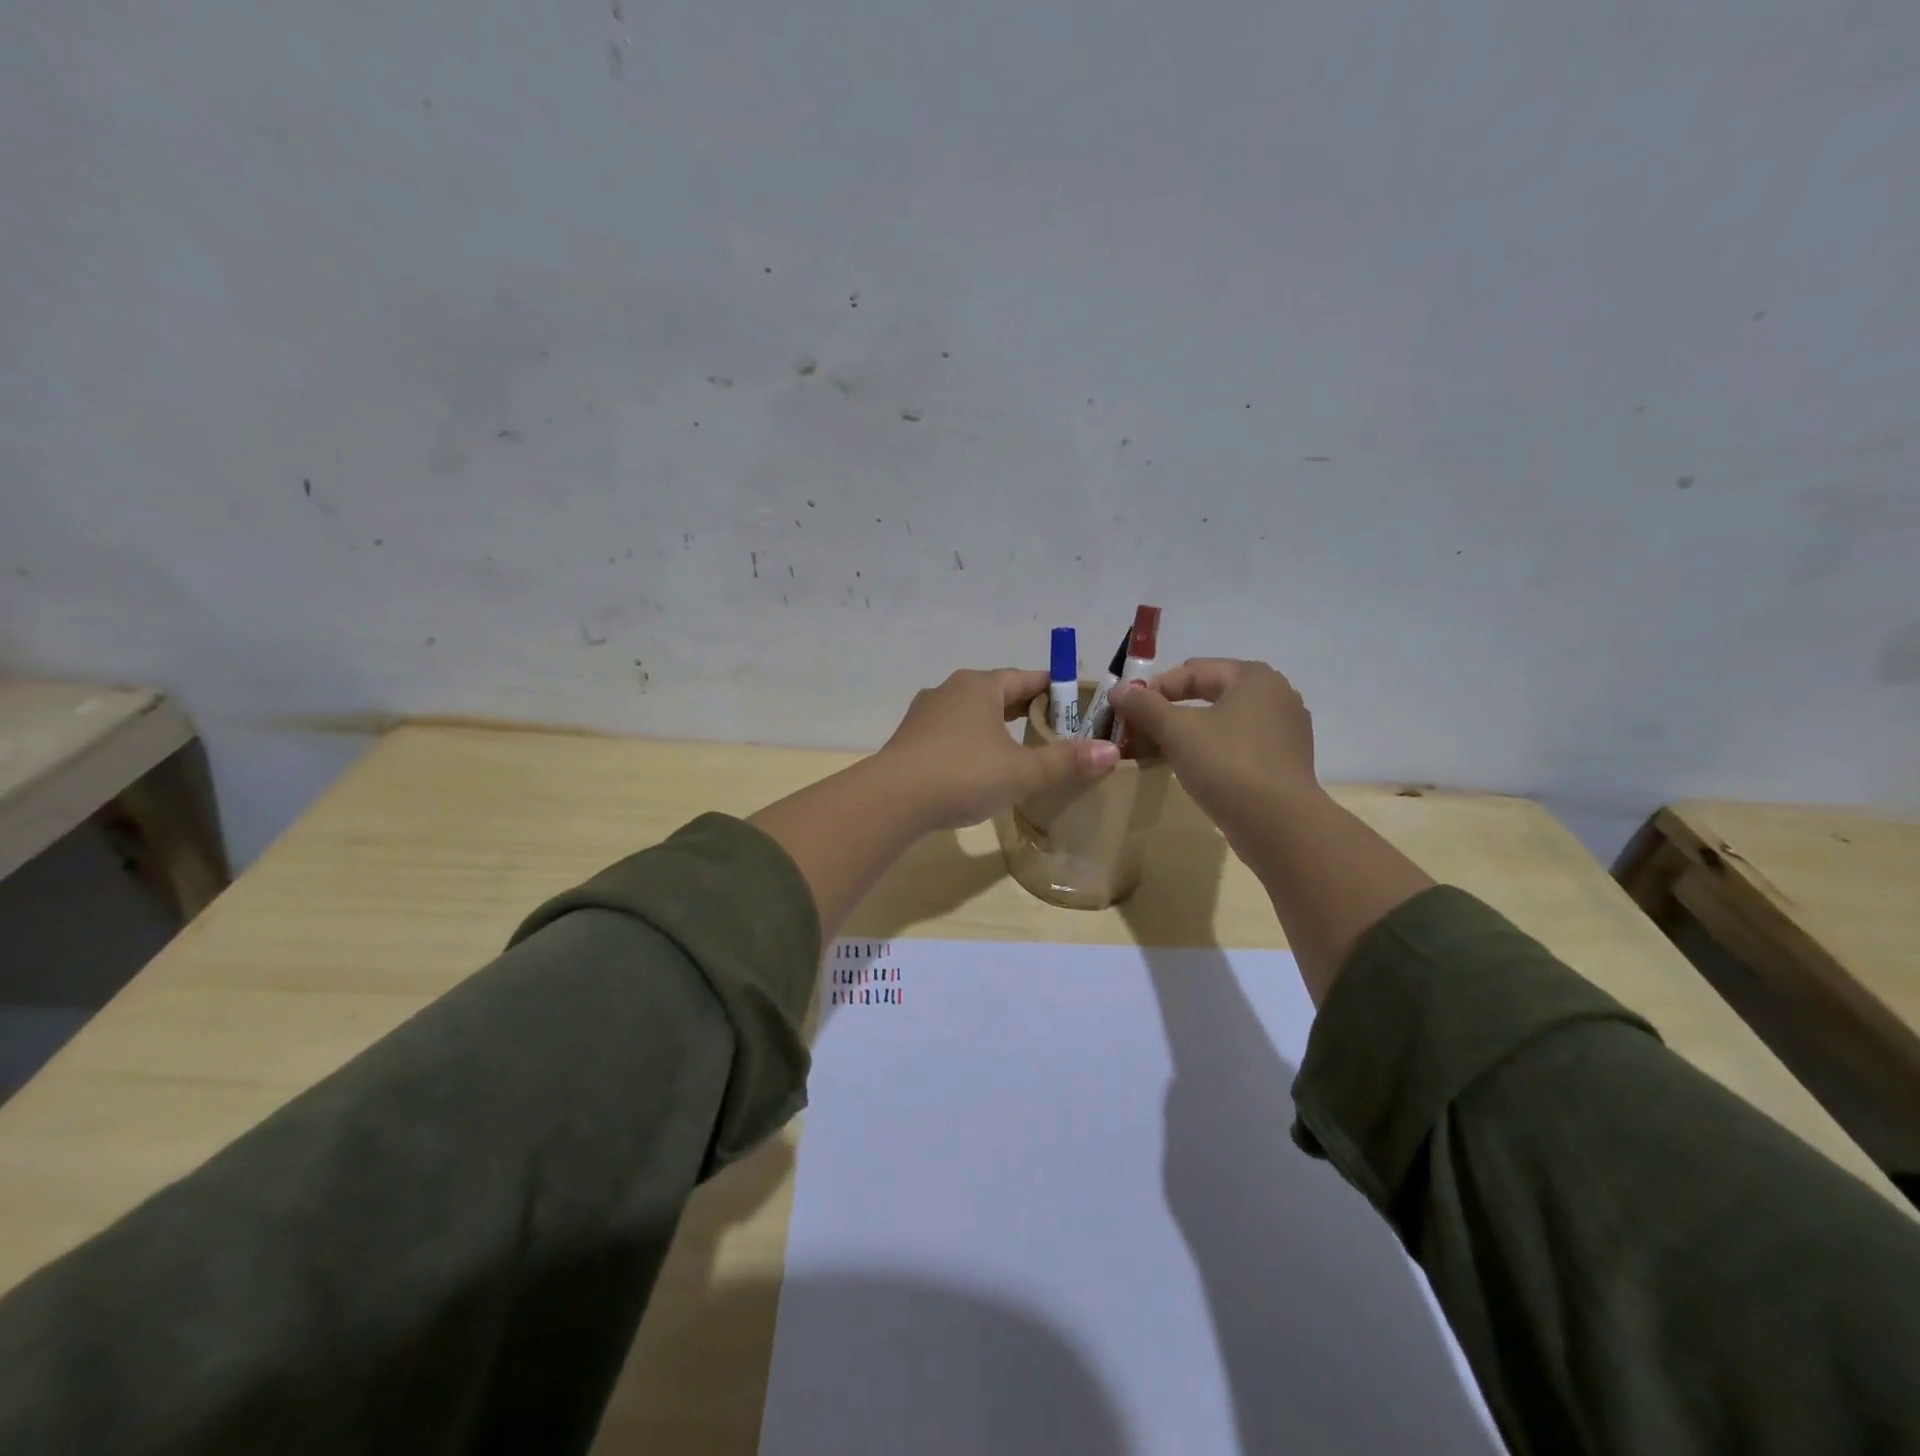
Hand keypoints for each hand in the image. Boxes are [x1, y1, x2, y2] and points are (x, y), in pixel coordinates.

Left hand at [878, 668, 1119, 829]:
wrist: (893, 798)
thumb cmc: (964, 774)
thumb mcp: (1023, 771)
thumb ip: (1066, 761)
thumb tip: (1112, 751)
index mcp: (980, 686)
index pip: (1027, 678)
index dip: (1054, 690)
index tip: (1076, 704)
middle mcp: (951, 689)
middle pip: (999, 693)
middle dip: (1026, 708)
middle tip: (1054, 730)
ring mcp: (926, 713)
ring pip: (973, 713)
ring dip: (996, 726)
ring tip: (1019, 748)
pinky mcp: (911, 737)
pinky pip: (952, 732)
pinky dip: (972, 742)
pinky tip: (979, 765)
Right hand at [1109, 659, 1320, 840]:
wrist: (1279, 826)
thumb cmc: (1228, 764)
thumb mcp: (1177, 731)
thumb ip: (1145, 706)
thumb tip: (1118, 691)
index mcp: (1255, 677)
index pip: (1193, 671)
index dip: (1155, 688)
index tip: (1128, 711)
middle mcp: (1277, 696)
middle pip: (1210, 693)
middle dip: (1171, 710)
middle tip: (1141, 729)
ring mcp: (1285, 732)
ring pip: (1224, 722)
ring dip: (1190, 732)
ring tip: (1161, 750)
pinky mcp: (1285, 764)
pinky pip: (1239, 746)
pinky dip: (1212, 751)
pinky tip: (1193, 769)